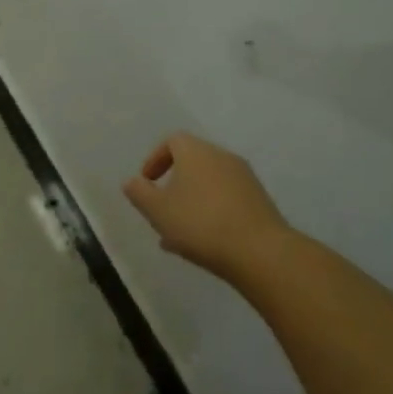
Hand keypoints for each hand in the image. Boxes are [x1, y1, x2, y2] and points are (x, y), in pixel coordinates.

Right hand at [124, 133, 293, 283]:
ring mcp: (245, 178)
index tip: (147, 182)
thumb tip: (132, 182)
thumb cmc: (200, 224)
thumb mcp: (158, 211)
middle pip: (192, 163)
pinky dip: (211, 212)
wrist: (260, 252)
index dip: (155, 159)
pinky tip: (204, 242)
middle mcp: (222, 157)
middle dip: (173, 185)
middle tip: (161, 210)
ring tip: (178, 234)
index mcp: (195, 152)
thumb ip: (140, 193)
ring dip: (191, 202)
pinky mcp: (260, 201)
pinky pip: (226, 200)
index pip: (172, 141)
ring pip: (209, 185)